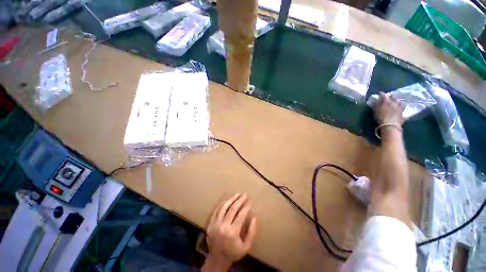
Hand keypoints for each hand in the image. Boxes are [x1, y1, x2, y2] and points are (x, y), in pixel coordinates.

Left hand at [202, 194, 256, 271]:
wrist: (217, 260)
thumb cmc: (233, 253)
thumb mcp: (246, 246)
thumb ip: (251, 232)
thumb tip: (254, 217)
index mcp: (232, 232)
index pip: (241, 215)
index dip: (246, 207)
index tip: (250, 201)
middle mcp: (223, 226)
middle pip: (232, 209)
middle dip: (239, 200)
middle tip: (244, 194)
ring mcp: (215, 224)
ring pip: (223, 207)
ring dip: (231, 199)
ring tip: (237, 194)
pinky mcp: (210, 224)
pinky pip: (216, 211)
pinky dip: (221, 203)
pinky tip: (226, 198)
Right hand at [375, 92, 403, 125]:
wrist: (390, 125)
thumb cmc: (380, 117)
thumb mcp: (375, 111)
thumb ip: (376, 105)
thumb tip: (375, 101)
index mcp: (386, 101)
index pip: (383, 94)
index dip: (381, 94)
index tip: (379, 94)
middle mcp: (394, 102)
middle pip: (392, 97)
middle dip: (390, 96)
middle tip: (387, 98)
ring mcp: (399, 107)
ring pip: (399, 102)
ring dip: (396, 101)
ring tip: (394, 103)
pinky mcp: (402, 112)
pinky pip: (402, 108)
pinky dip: (400, 107)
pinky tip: (399, 109)